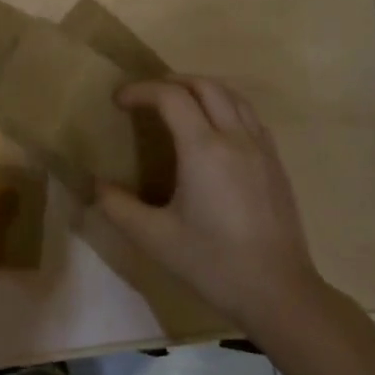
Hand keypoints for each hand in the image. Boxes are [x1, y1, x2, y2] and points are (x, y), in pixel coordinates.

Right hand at [96, 77, 324, 334]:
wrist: (278, 292)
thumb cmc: (212, 263)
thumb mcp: (154, 238)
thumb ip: (118, 206)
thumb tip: (96, 185)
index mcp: (204, 149)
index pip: (171, 97)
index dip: (141, 90)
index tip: (119, 101)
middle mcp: (236, 137)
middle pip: (205, 86)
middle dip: (171, 82)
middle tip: (146, 98)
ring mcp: (262, 149)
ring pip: (233, 96)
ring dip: (201, 90)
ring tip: (178, 105)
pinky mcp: (276, 164)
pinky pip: (250, 116)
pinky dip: (226, 107)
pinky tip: (214, 131)